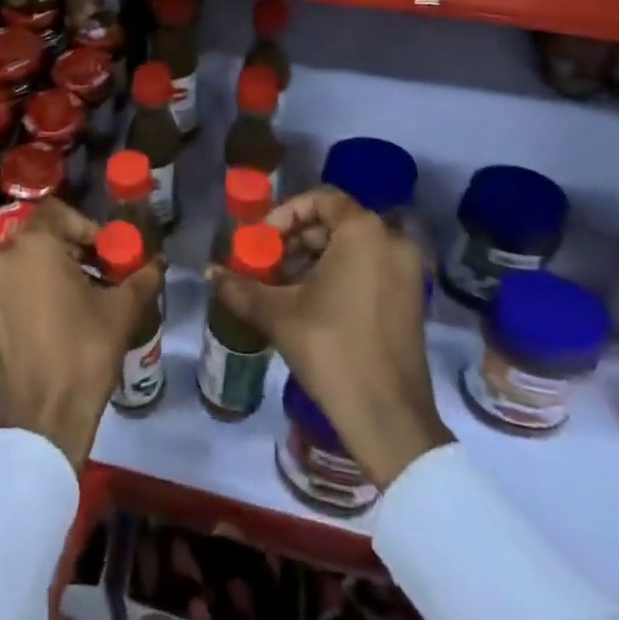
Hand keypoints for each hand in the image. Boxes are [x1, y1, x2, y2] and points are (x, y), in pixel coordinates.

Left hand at [0, 200, 165, 467]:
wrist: (41, 422)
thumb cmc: (82, 353)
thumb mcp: (121, 311)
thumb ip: (142, 277)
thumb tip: (159, 262)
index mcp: (33, 245)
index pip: (59, 212)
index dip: (87, 227)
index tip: (107, 253)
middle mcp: (2, 257)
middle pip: (41, 236)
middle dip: (73, 249)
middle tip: (101, 273)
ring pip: (26, 261)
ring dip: (54, 270)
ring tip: (85, 298)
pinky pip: (12, 286)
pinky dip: (35, 290)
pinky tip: (60, 319)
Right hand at [208, 188, 449, 488]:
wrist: (389, 419)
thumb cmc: (332, 350)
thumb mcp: (279, 314)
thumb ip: (241, 287)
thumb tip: (208, 272)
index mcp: (365, 232)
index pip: (321, 199)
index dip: (286, 214)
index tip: (263, 239)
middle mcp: (392, 241)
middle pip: (335, 223)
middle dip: (296, 240)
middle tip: (267, 263)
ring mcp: (407, 272)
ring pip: (352, 248)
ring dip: (314, 259)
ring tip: (282, 287)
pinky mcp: (410, 300)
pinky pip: (369, 268)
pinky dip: (339, 275)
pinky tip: (310, 304)